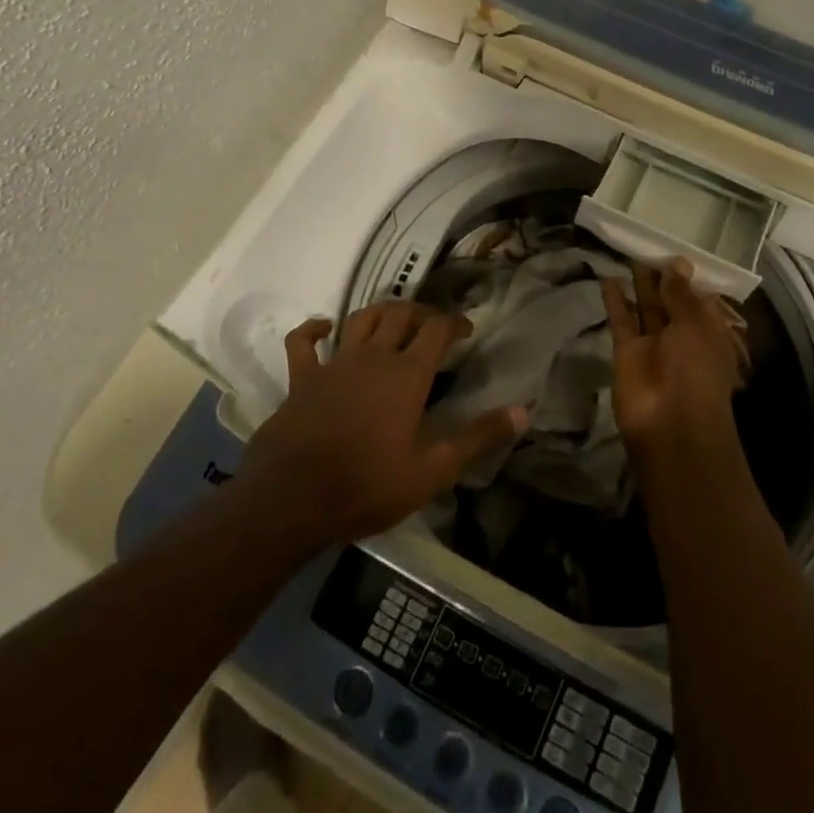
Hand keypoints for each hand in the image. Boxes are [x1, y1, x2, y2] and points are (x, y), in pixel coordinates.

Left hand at [236, 302, 527, 546]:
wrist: (291, 500)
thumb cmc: (367, 486)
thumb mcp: (432, 472)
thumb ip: (477, 439)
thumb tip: (522, 412)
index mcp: (407, 375)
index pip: (437, 329)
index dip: (455, 322)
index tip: (466, 329)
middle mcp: (373, 357)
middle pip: (400, 314)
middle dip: (421, 312)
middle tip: (433, 326)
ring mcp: (334, 364)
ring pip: (360, 318)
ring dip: (380, 312)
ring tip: (393, 321)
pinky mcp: (301, 378)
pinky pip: (303, 342)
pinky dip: (313, 329)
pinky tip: (324, 327)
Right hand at [601, 260, 748, 470]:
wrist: (670, 424)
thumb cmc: (696, 371)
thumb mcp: (694, 326)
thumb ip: (681, 294)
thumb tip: (678, 262)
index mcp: (708, 333)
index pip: (699, 299)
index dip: (689, 277)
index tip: (676, 251)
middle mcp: (682, 338)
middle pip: (671, 302)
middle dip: (662, 277)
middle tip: (649, 246)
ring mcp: (654, 346)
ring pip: (646, 309)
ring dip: (640, 285)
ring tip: (630, 254)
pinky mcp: (627, 352)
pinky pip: (622, 321)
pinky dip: (615, 302)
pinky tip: (608, 278)